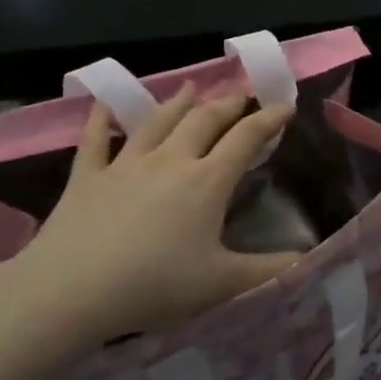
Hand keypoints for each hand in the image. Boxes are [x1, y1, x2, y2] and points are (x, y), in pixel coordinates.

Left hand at [0, 85, 304, 365]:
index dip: (268, 119)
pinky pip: (94, 140)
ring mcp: (125, 165)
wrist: (71, 291)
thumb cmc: (154, 284)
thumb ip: (269, 271)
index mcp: (207, 181)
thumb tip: (309, 260)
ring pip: (156, 122)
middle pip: (203, 121)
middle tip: (241, 95)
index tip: (285, 106)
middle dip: (227, 105)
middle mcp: (170, 161)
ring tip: (190, 88)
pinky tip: (103, 104)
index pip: (246, 139)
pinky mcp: (86, 177)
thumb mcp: (222, 284)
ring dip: (177, 103)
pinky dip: (100, 119)